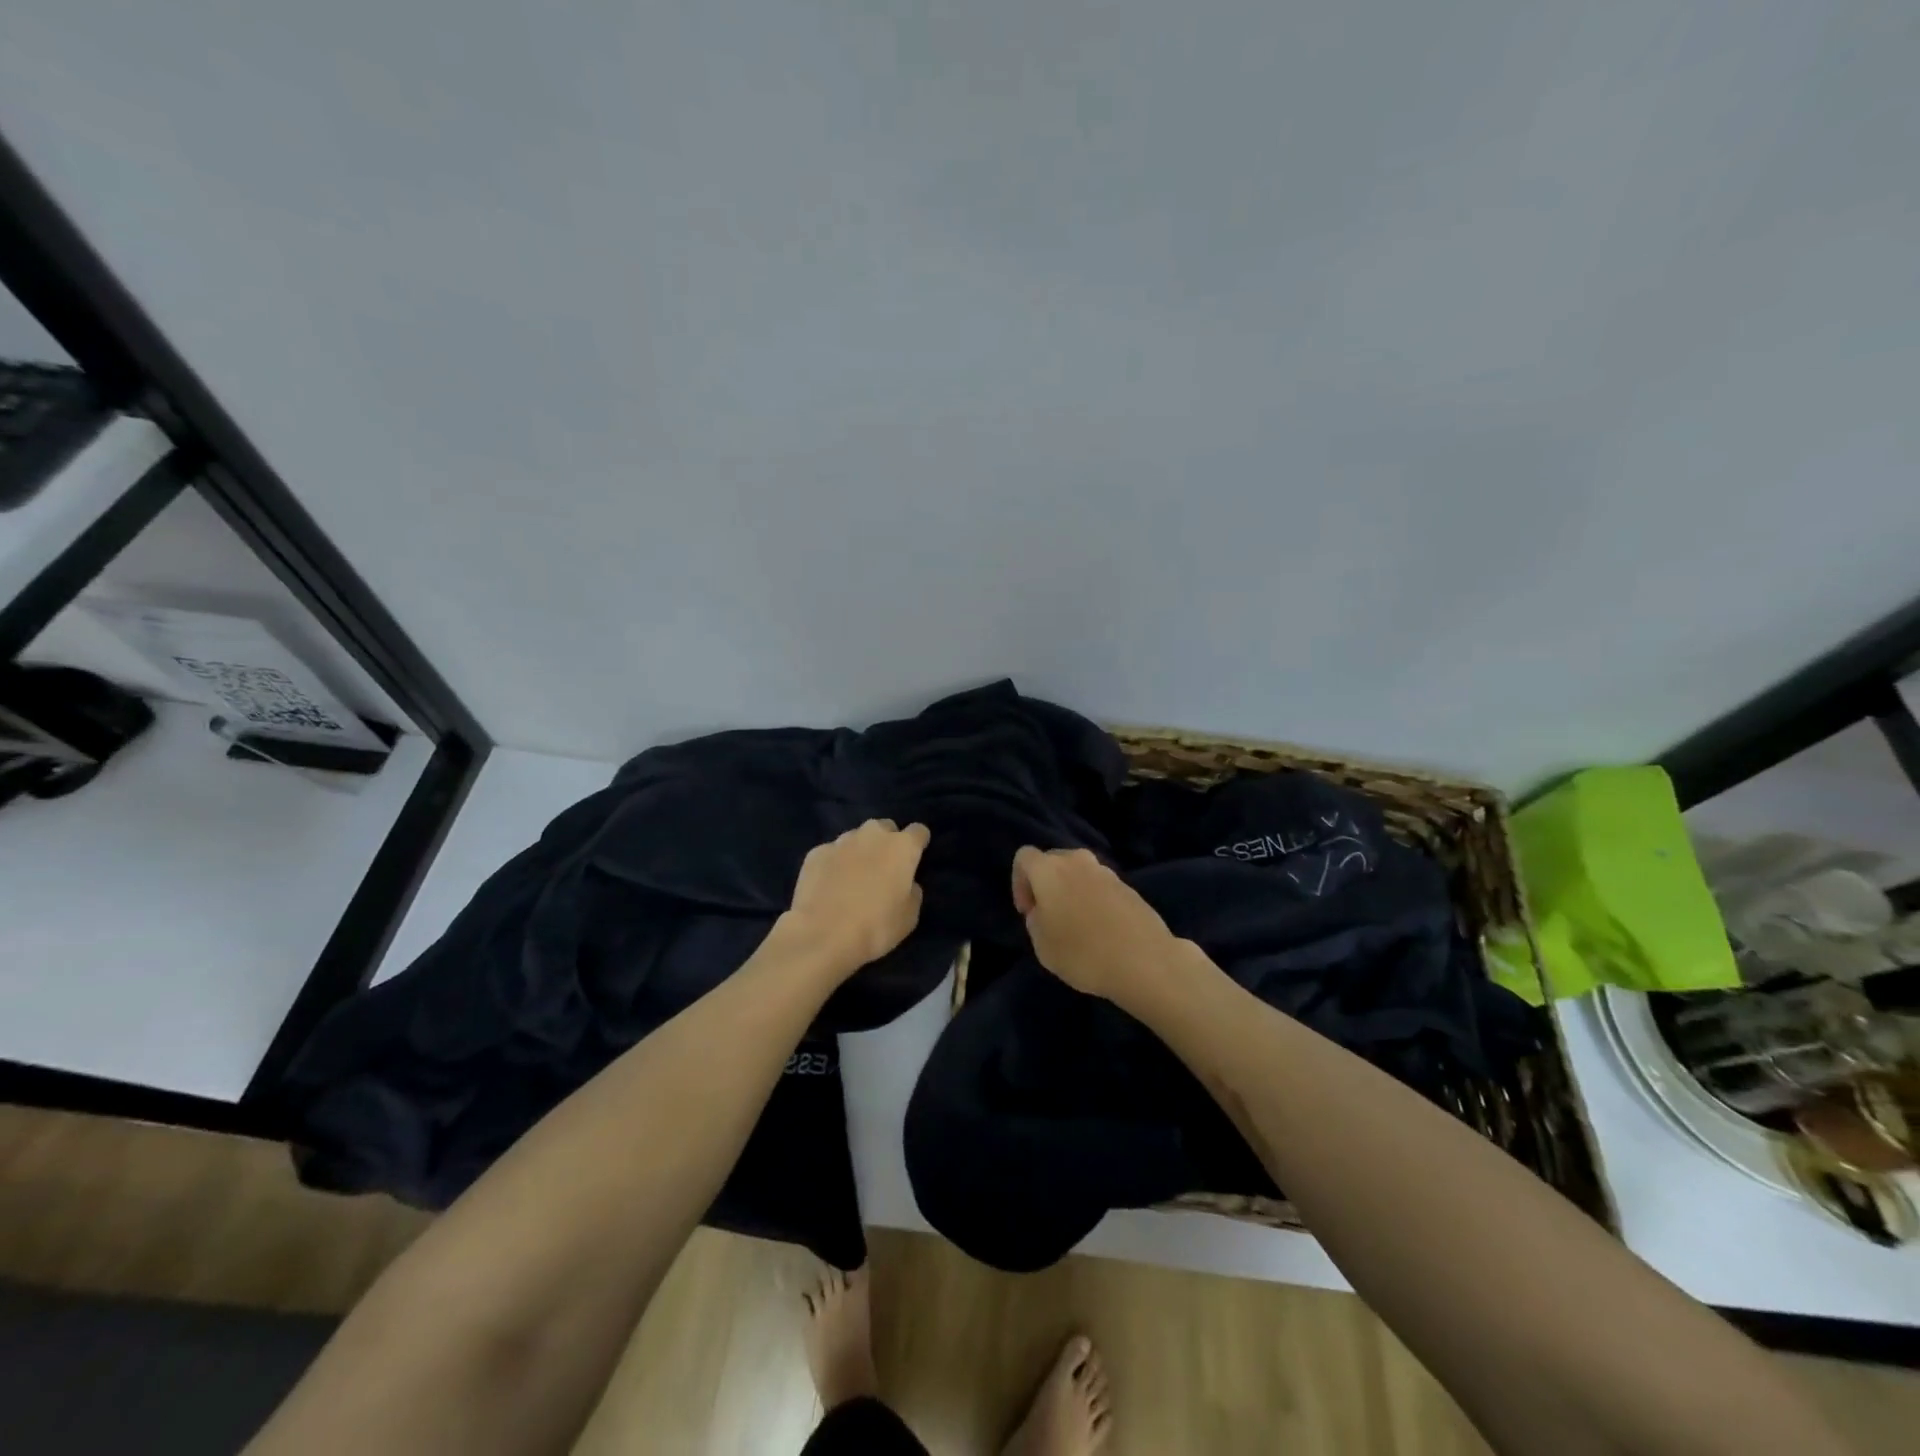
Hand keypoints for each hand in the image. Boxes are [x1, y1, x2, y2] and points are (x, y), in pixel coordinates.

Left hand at [776, 819, 929, 978]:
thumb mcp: (909, 916)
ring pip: (856, 837)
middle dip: (887, 843)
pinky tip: (829, 886)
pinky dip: (834, 863)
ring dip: (860, 851)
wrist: (822, 935)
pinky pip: (831, 852)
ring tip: (853, 878)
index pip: (918, 831)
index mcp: (902, 847)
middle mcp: (872, 835)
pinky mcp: (815, 853)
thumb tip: (905, 883)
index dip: (918, 844)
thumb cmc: (876, 927)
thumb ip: (912, 891)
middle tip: (883, 869)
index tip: (914, 859)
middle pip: (885, 828)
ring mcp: (841, 841)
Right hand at [1011, 846, 1185, 1004]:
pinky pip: (1100, 886)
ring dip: (1071, 891)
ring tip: (1076, 925)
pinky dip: (1093, 900)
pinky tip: (1101, 930)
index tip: (1027, 912)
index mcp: (1050, 869)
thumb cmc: (1082, 952)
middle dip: (1045, 884)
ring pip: (1078, 873)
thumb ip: (1035, 920)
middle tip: (1048, 916)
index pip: (1024, 857)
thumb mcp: (1042, 945)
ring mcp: (1106, 872)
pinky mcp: (1129, 887)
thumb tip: (1043, 911)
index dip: (1018, 882)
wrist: (1144, 961)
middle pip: (1053, 861)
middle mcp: (1078, 861)